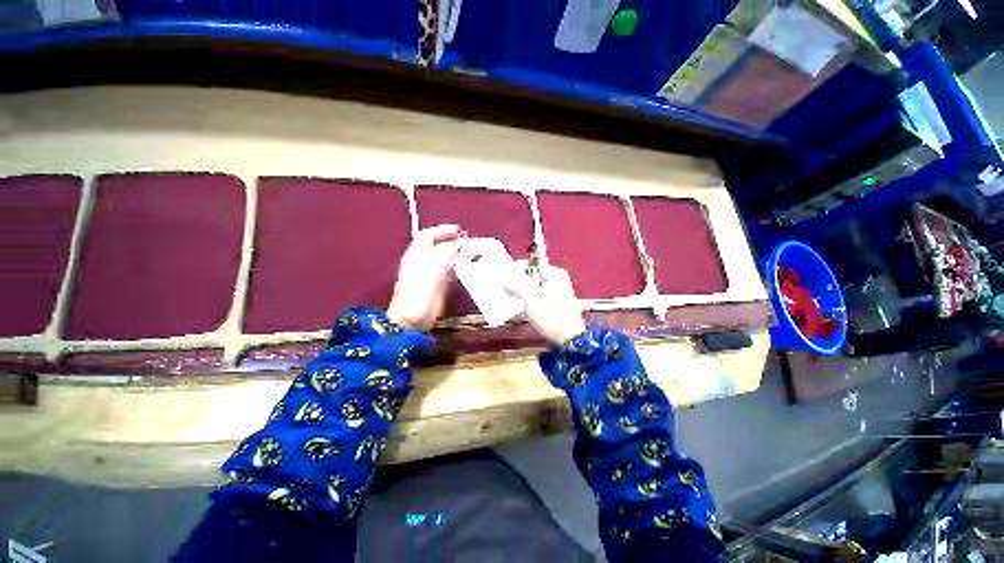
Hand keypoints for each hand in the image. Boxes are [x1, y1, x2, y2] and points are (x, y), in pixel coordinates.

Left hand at [387, 225, 463, 330]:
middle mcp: (423, 261)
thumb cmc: (420, 291)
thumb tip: (459, 243)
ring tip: (471, 254)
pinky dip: (458, 267)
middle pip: (438, 246)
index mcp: (417, 254)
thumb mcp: (434, 268)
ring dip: (457, 255)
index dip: (442, 230)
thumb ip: (447, 253)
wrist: (413, 318)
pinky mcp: (437, 285)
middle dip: (453, 243)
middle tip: (469, 244)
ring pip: (445, 259)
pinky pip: (449, 271)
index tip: (458, 230)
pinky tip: (466, 268)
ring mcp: (430, 273)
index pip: (428, 235)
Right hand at [507, 264, 585, 345]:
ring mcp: (558, 292)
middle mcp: (558, 279)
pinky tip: (519, 307)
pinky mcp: (555, 303)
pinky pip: (538, 297)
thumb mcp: (530, 300)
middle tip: (505, 288)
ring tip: (510, 298)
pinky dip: (529, 300)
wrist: (569, 339)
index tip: (503, 276)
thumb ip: (516, 288)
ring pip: (534, 288)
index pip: (531, 265)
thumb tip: (504, 281)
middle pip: (532, 277)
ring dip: (523, 293)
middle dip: (518, 283)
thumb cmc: (552, 317)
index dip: (516, 270)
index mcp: (555, 274)